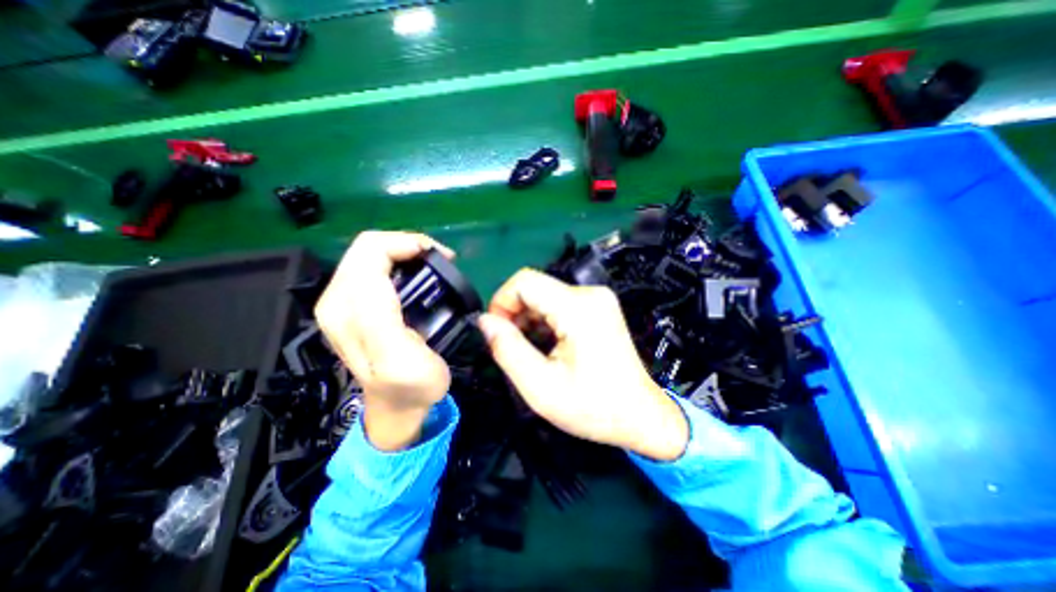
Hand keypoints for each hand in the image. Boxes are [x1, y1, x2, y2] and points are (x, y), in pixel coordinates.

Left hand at [318, 232, 457, 451]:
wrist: (398, 407)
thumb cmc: (410, 386)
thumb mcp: (400, 360)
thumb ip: (383, 318)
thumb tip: (384, 277)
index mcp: (349, 308)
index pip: (372, 250)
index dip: (409, 243)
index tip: (443, 257)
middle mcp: (337, 299)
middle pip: (369, 248)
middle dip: (408, 245)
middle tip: (441, 260)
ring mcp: (342, 302)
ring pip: (371, 255)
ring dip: (405, 253)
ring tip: (433, 266)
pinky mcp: (354, 306)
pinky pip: (374, 268)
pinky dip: (400, 263)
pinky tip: (418, 276)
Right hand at [478, 269, 693, 462]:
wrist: (641, 416)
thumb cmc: (593, 407)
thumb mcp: (540, 387)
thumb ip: (507, 349)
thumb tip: (484, 321)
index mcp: (578, 308)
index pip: (524, 281)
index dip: (501, 302)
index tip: (497, 332)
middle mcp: (590, 294)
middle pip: (535, 288)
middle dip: (514, 314)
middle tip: (511, 347)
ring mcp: (598, 299)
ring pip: (545, 296)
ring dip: (529, 320)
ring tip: (531, 351)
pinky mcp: (599, 307)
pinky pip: (559, 304)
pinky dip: (545, 321)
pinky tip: (547, 346)